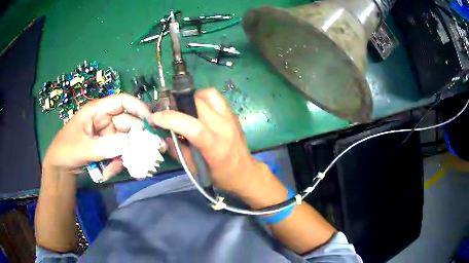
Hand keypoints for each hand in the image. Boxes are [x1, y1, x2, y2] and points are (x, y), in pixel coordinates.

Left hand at [43, 94, 155, 179]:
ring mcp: (106, 135)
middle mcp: (104, 120)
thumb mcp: (83, 148)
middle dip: (136, 139)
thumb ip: (105, 147)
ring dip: (123, 156)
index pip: (122, 102)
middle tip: (148, 154)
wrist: (59, 167)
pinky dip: (116, 164)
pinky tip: (107, 172)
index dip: (138, 108)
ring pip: (125, 142)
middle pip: (127, 124)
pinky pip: (118, 154)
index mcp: (97, 111)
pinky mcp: (107, 148)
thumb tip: (128, 146)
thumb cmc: (66, 150)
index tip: (152, 123)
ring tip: (113, 169)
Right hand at [148, 88, 271, 196]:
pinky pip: (216, 97)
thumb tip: (163, 134)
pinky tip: (198, 110)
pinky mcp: (233, 114)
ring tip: (185, 109)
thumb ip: (177, 150)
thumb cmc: (220, 175)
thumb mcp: (194, 169)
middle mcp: (224, 127)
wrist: (245, 172)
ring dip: (192, 98)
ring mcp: (230, 118)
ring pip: (208, 94)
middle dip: (178, 105)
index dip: (170, 119)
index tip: (155, 118)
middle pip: (198, 104)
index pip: (192, 126)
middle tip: (169, 113)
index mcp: (215, 146)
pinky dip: (203, 98)